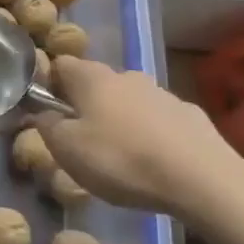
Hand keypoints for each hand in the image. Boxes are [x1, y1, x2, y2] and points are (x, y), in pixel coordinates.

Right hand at [36, 57, 243, 240]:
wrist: (201, 179)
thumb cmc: (121, 160)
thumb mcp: (67, 150)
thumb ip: (47, 127)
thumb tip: (42, 114)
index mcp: (92, 78)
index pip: (60, 64)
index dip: (49, 84)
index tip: (47, 112)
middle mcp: (126, 76)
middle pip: (96, 83)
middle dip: (86, 105)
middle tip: (81, 140)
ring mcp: (162, 93)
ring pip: (129, 101)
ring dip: (120, 119)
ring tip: (120, 156)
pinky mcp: (191, 116)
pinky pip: (159, 121)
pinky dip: (151, 134)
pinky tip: (155, 162)